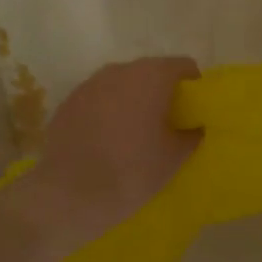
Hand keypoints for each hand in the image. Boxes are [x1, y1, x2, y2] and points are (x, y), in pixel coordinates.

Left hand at [20, 56, 200, 250]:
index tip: (192, 114)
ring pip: (122, 86)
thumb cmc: (132, 171)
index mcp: (151, 76)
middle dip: (161, 94)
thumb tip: (193, 126)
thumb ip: (192, 134)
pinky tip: (105, 143)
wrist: (69, 195)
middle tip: (166, 127)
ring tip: (134, 136)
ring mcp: (89, 84)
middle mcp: (119, 70)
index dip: (193, 88)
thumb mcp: (174, 157)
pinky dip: (107, 113)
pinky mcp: (68, 102)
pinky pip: (97, 100)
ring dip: (132, 102)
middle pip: (151, 72)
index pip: (184, 66)